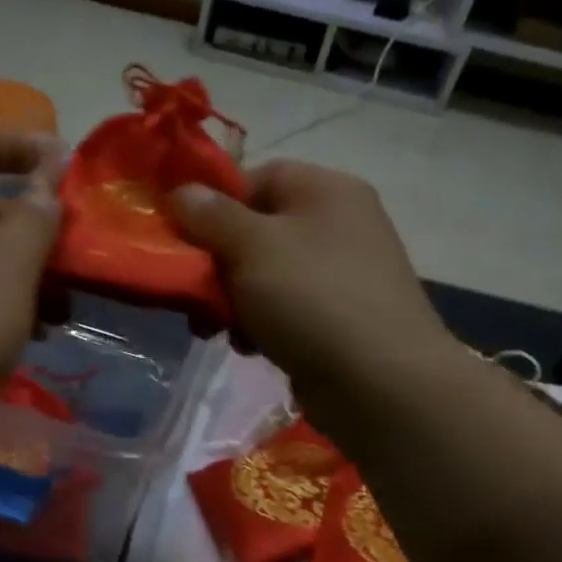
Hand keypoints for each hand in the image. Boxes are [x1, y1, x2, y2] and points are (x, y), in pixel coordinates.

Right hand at [168, 161, 449, 399]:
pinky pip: (285, 308)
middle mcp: (338, 223)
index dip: (214, 207)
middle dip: (218, 265)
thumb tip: (181, 191)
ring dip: (233, 301)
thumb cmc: (312, 299)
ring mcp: (342, 273)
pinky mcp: (339, 317)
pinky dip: (261, 324)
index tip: (184, 242)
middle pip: (257, 231)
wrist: (380, 382)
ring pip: (266, 275)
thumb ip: (210, 216)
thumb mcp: (251, 247)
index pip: (255, 179)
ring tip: (216, 330)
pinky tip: (250, 348)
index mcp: (325, 190)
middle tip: (194, 296)